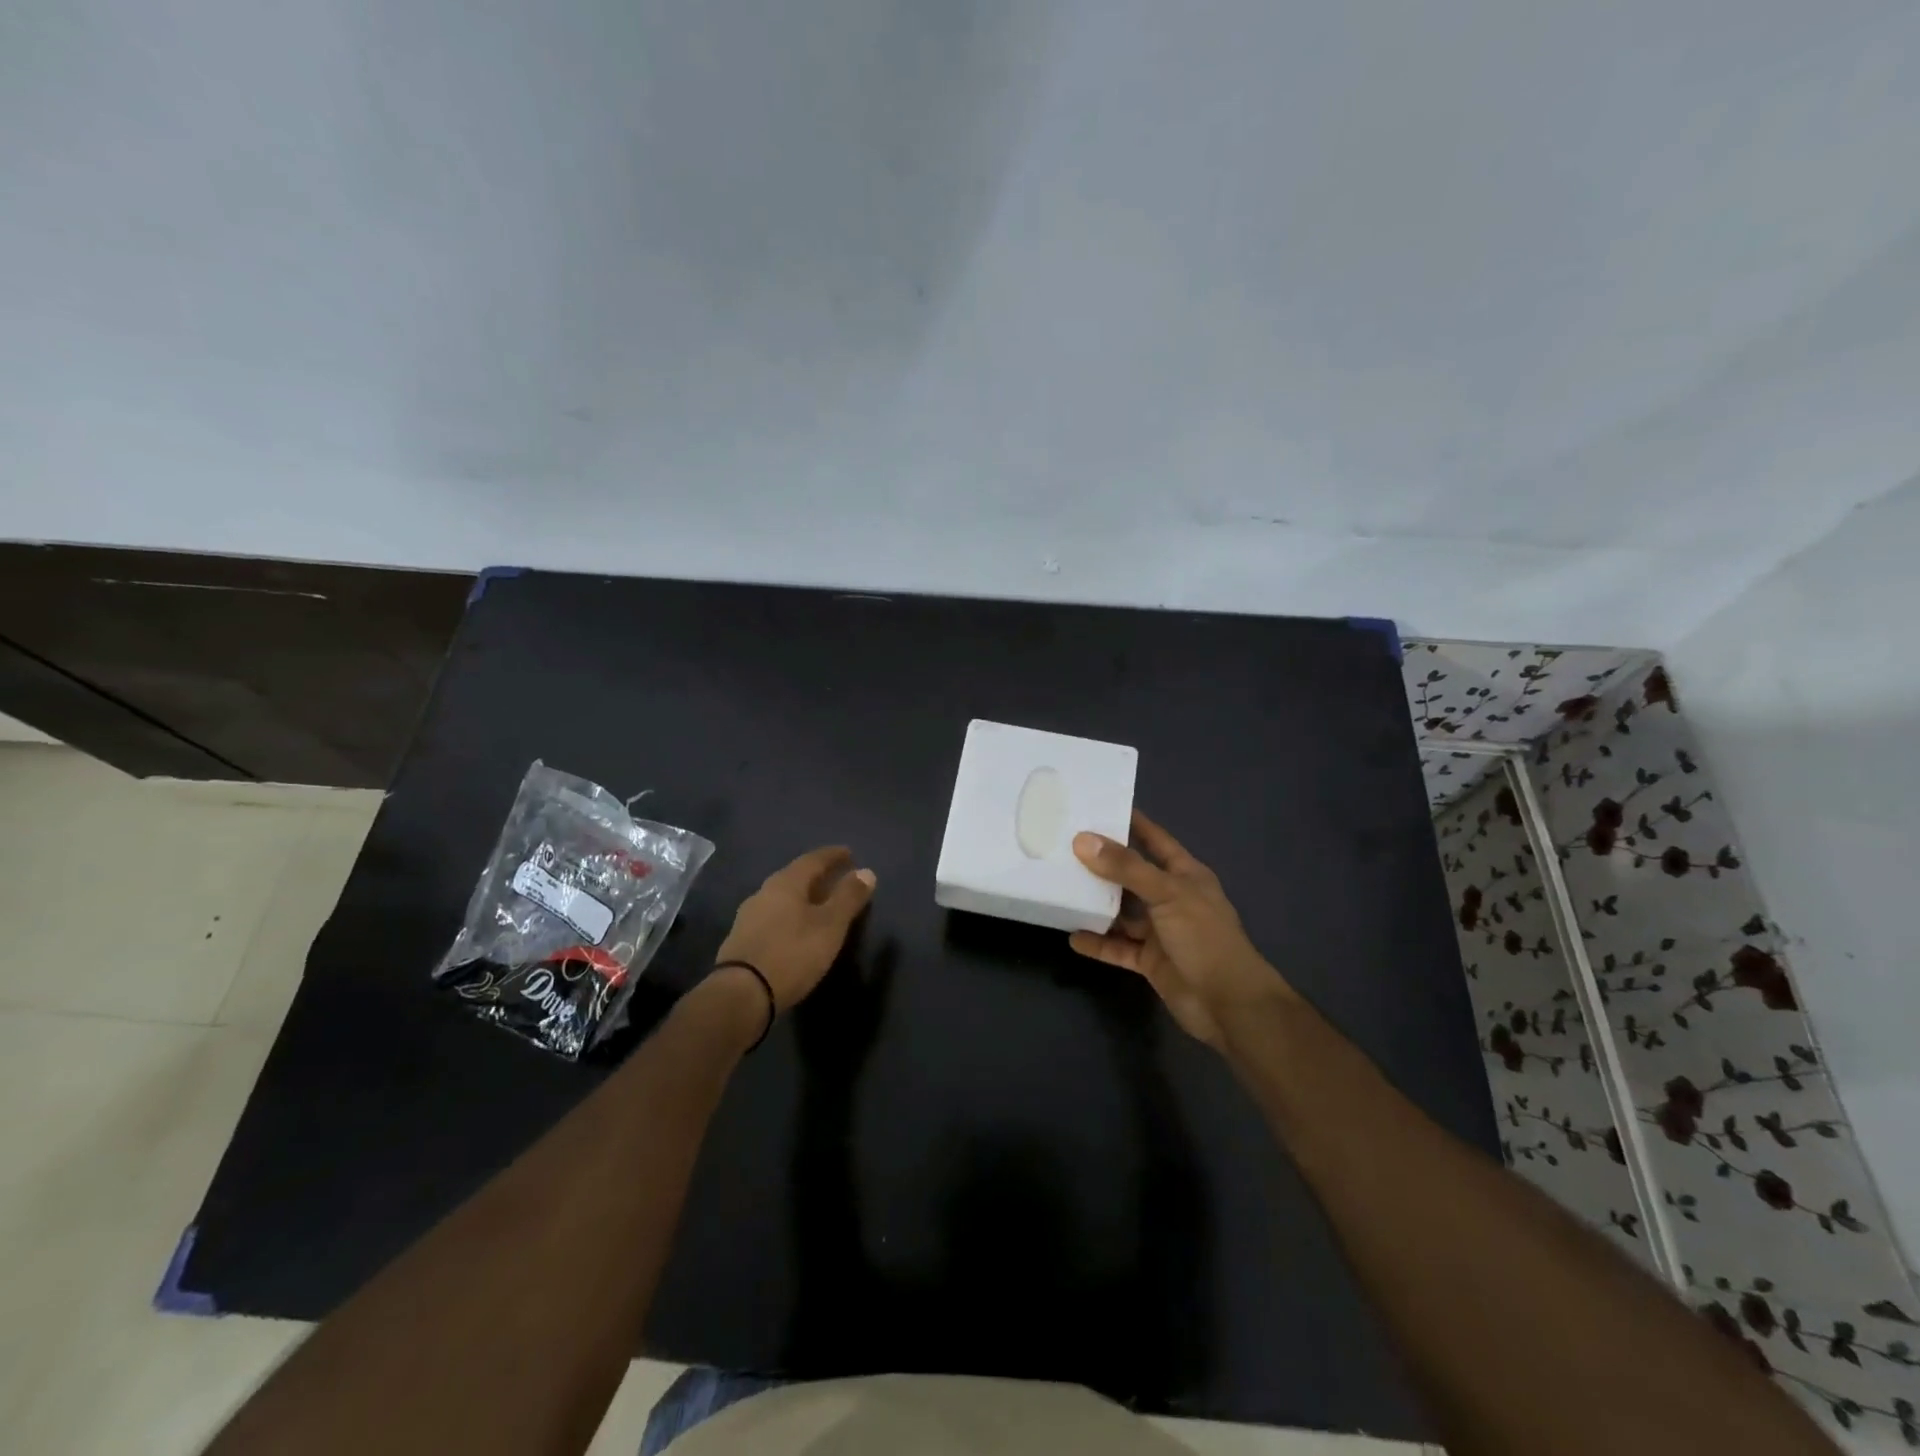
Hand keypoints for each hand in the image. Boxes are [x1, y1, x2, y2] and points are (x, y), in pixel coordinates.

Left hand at [715, 846, 876, 1011]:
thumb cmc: (792, 953)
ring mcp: (748, 917)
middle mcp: (764, 893)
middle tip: (836, 878)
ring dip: (803, 897)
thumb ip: (848, 897)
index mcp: (786, 883)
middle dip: (818, 876)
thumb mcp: (830, 925)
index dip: (833, 856)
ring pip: (782, 898)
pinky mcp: (742, 940)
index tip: (849, 853)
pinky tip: (797, 929)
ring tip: (819, 905)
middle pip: (795, 877)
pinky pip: (773, 917)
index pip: (813, 859)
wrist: (741, 994)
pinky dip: (790, 916)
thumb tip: (866, 872)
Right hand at [1071, 810, 1290, 1048]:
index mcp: (1185, 875)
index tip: (1098, 806)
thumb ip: (1125, 868)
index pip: (1155, 839)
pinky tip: (1072, 936)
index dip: (1131, 822)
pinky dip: (1097, 943)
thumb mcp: (1167, 893)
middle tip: (1064, 847)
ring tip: (1060, 888)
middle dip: (1102, 864)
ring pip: (1121, 912)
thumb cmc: (1204, 937)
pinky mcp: (1149, 961)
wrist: (1229, 1004)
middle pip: (1131, 875)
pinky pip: (1117, 947)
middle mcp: (1171, 898)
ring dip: (1096, 904)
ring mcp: (1160, 931)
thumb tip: (1082, 840)